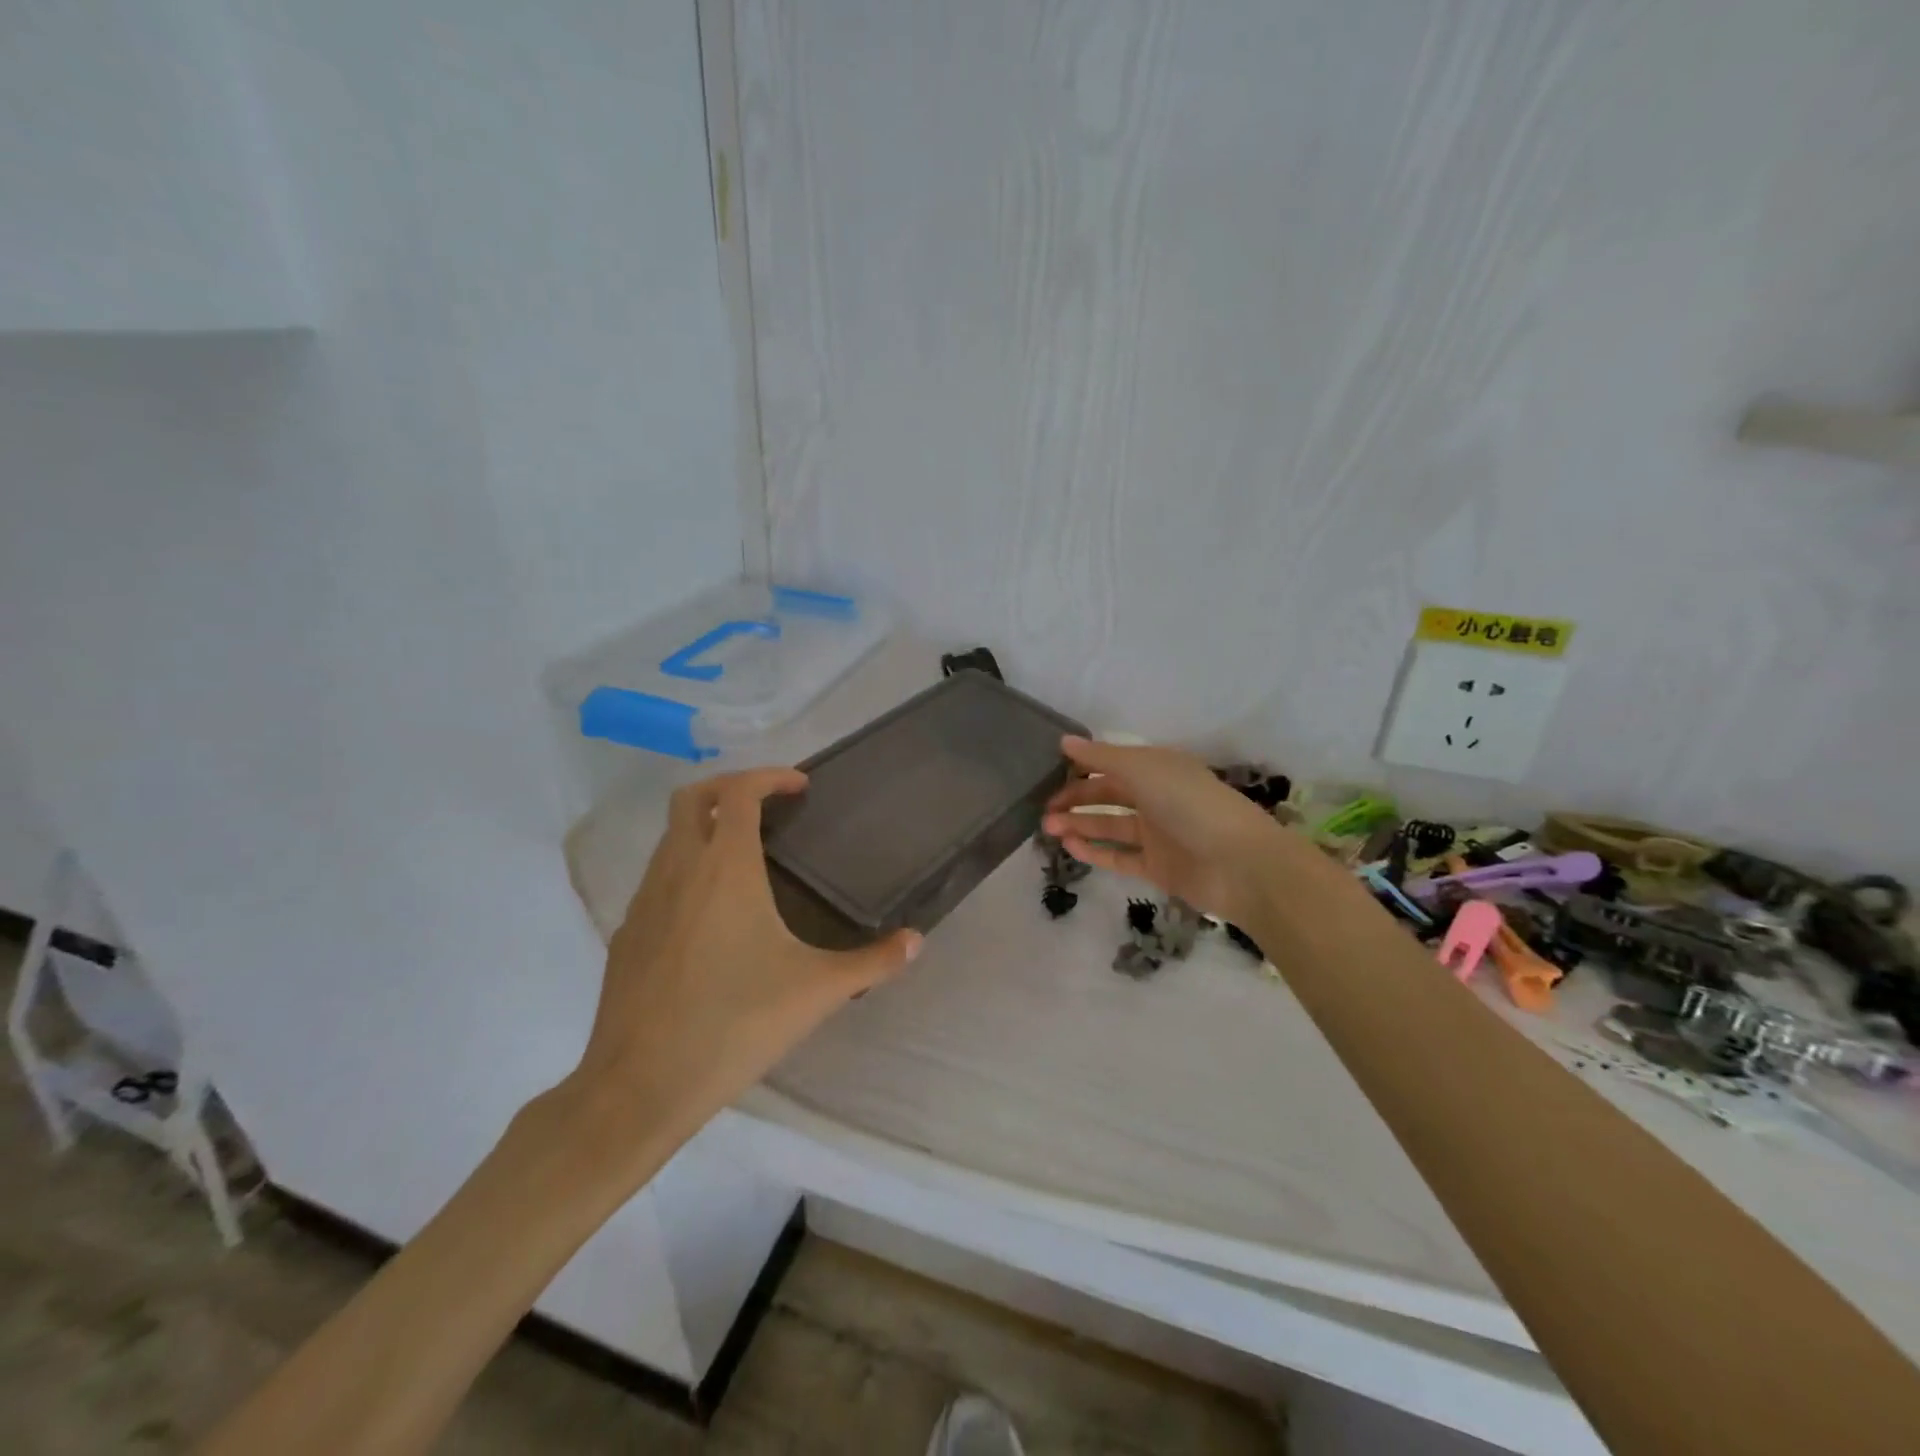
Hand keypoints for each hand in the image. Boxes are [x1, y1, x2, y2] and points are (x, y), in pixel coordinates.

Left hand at [565, 767, 920, 1176]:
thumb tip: (916, 942)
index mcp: (725, 869)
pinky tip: (711, 913)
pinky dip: (685, 869)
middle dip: (729, 787)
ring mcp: (643, 901)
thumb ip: (872, 962)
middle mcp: (678, 870)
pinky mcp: (626, 933)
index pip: (738, 792)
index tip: (800, 787)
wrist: (639, 1086)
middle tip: (768, 805)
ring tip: (745, 855)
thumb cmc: (735, 1025)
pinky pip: (656, 879)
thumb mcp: (816, 992)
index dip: (770, 777)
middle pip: (691, 798)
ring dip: (704, 827)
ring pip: (669, 837)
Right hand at [1043, 736, 1293, 924]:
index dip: (1082, 766)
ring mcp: (1158, 834)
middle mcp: (1157, 798)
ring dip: (1079, 825)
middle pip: (1108, 795)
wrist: (1240, 864)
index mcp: (1158, 768)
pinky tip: (1070, 847)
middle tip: (1044, 809)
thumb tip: (1064, 741)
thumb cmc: (1191, 804)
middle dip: (1075, 798)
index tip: (1048, 772)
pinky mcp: (1158, 867)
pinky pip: (1120, 857)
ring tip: (1048, 829)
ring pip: (1110, 827)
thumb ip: (1102, 757)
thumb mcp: (1144, 770)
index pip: (1113, 763)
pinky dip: (1095, 852)